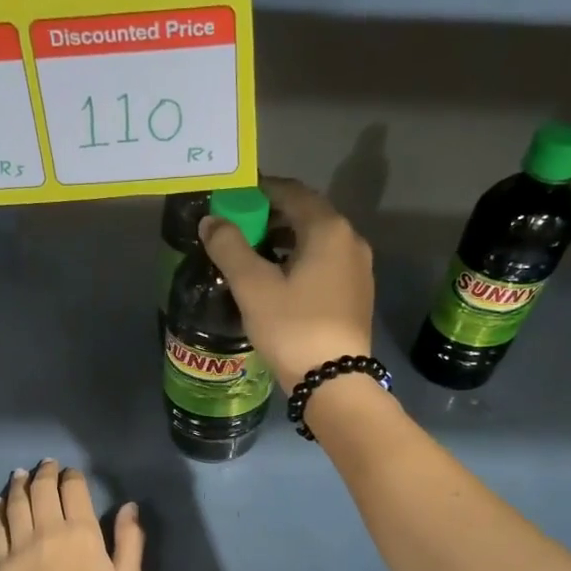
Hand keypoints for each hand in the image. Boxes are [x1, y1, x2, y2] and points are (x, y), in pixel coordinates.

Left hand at [0, 460, 143, 570]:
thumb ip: (130, 541)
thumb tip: (129, 506)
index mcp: (83, 532)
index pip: (73, 489)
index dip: (72, 476)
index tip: (72, 473)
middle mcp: (48, 530)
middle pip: (42, 490)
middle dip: (45, 473)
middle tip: (46, 465)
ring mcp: (20, 546)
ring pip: (16, 503)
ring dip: (19, 484)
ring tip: (20, 474)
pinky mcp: (0, 565)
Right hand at [200, 175, 373, 391]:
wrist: (334, 381)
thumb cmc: (292, 327)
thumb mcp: (253, 287)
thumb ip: (229, 247)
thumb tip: (211, 221)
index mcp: (328, 229)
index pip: (291, 192)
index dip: (259, 190)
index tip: (232, 198)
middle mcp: (350, 240)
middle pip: (306, 214)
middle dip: (271, 216)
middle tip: (238, 228)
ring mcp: (358, 268)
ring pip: (317, 240)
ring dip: (285, 240)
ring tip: (254, 255)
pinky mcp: (357, 294)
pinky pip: (325, 263)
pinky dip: (301, 260)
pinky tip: (280, 280)